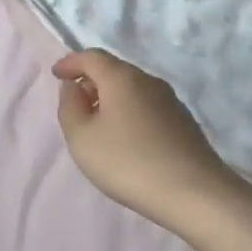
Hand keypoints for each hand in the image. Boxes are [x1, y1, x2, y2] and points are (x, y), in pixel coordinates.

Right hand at [53, 49, 246, 237]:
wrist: (194, 193)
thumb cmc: (128, 162)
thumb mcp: (82, 137)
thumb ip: (69, 106)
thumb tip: (74, 87)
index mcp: (122, 77)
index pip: (91, 57)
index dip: (71, 63)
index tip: (56, 74)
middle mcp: (149, 81)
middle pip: (114, 70)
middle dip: (91, 81)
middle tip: (75, 103)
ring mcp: (171, 101)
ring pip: (132, 89)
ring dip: (111, 98)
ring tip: (98, 124)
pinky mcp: (184, 122)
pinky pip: (147, 106)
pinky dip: (129, 112)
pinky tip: (126, 138)